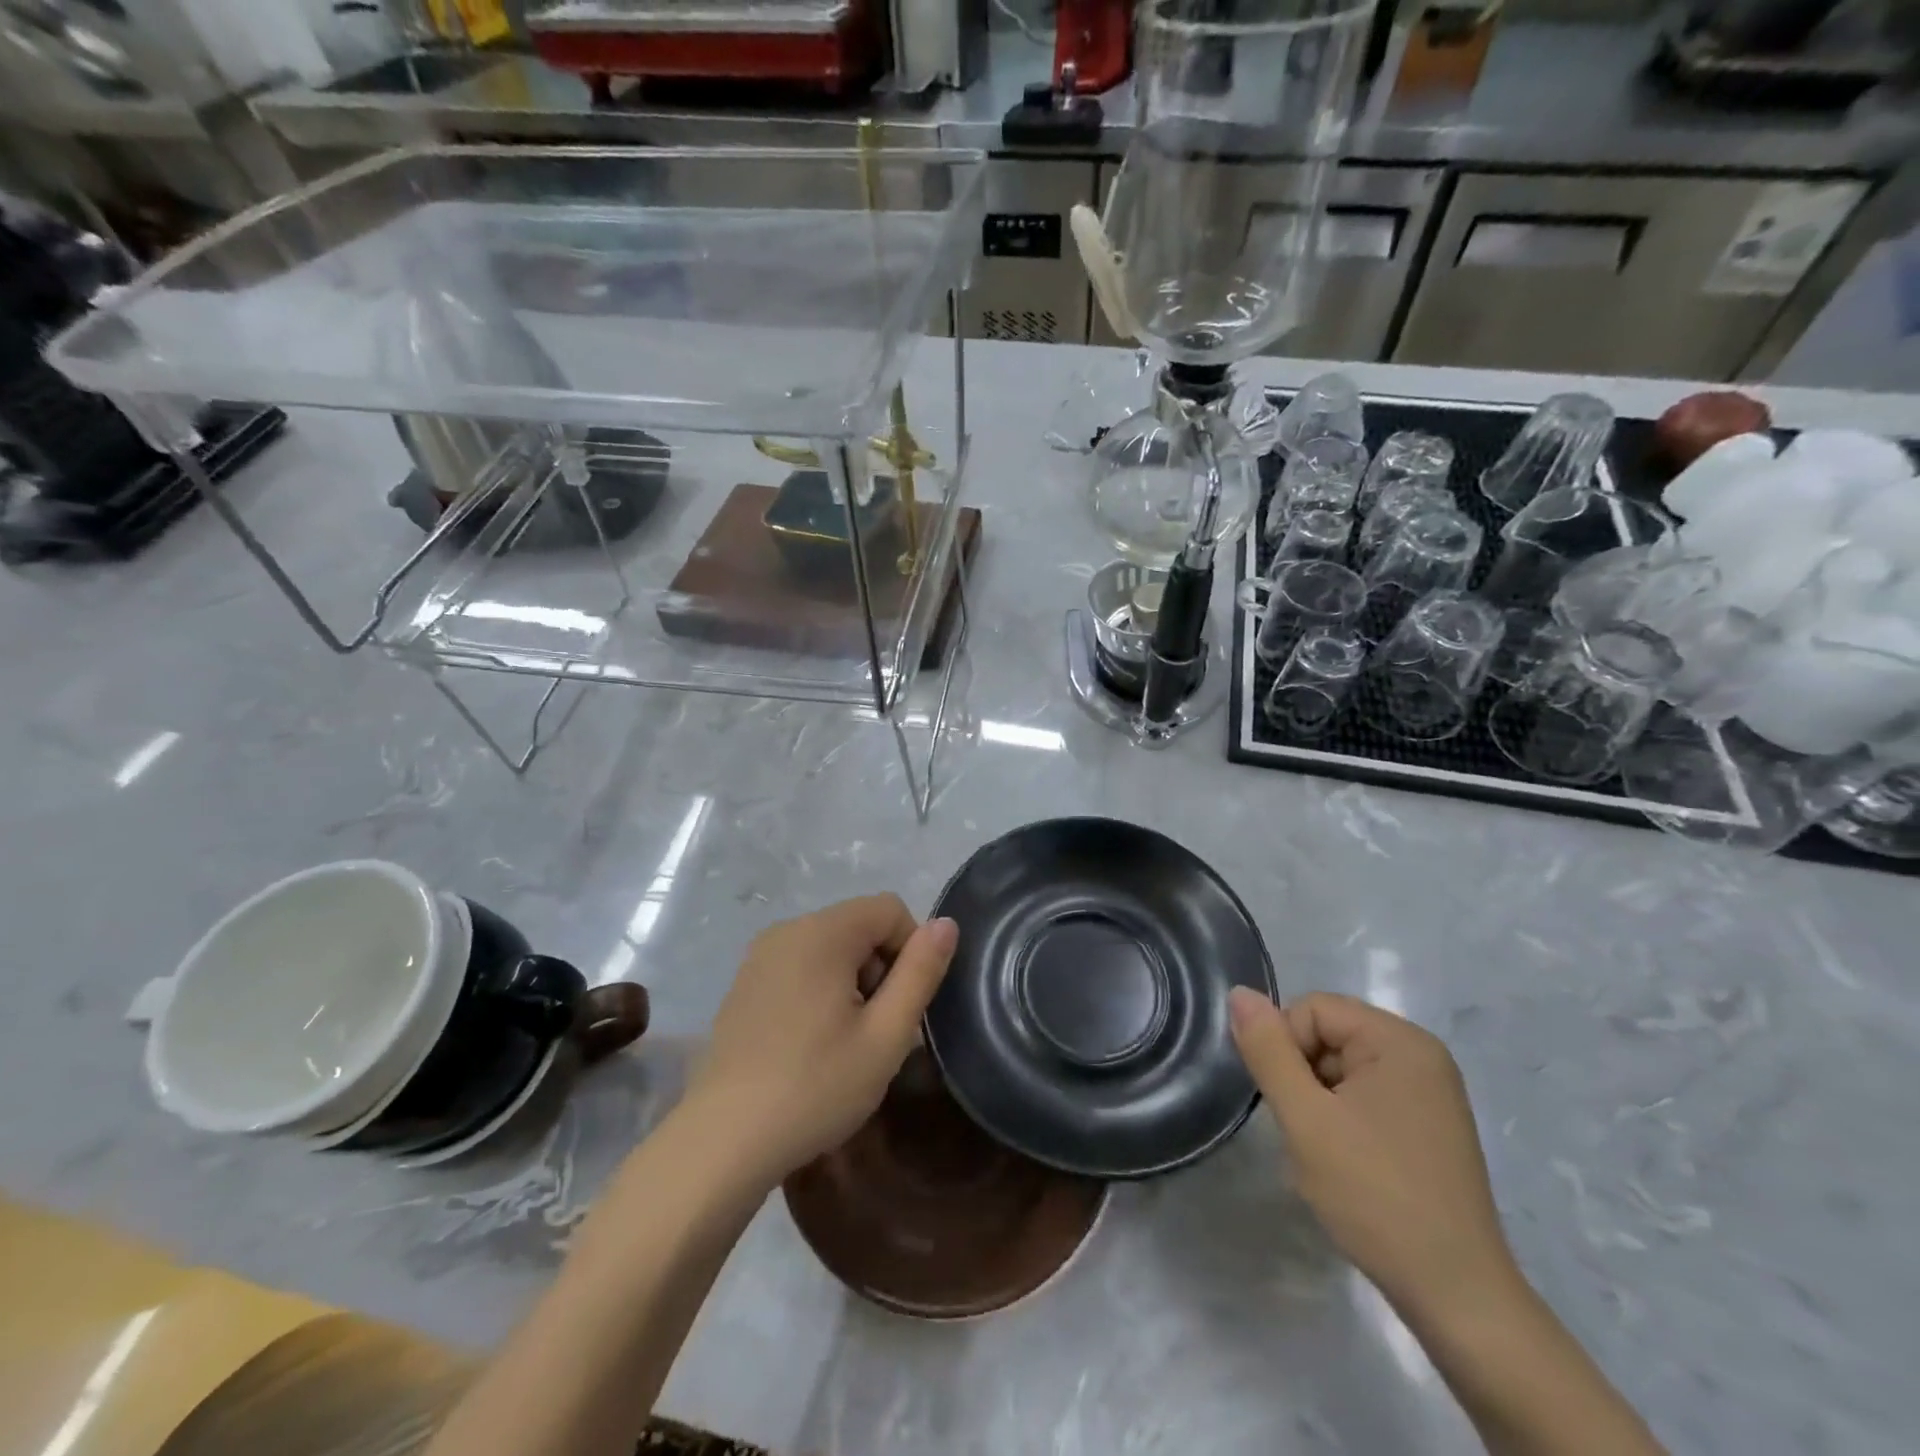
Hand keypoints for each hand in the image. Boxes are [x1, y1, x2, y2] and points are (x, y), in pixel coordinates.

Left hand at [685, 895, 957, 1188]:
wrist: (723, 1142)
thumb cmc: (815, 1087)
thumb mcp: (886, 1036)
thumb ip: (920, 973)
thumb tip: (946, 923)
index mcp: (822, 932)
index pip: (890, 909)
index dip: (911, 951)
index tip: (903, 1007)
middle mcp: (787, 930)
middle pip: (859, 926)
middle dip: (880, 969)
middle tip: (876, 1032)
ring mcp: (760, 957)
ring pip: (831, 948)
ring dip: (852, 983)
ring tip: (846, 1043)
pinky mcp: (744, 984)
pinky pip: (801, 967)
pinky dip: (820, 991)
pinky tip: (812, 1045)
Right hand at [1229, 988, 1518, 1324]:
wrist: (1456, 1298)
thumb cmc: (1376, 1196)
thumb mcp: (1306, 1118)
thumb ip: (1268, 1050)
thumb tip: (1238, 994)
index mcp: (1400, 1041)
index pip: (1312, 1009)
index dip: (1285, 1048)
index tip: (1288, 1103)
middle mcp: (1421, 1056)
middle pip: (1328, 1035)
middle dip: (1302, 1076)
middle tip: (1306, 1131)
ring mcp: (1430, 1093)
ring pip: (1342, 1069)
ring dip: (1318, 1102)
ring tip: (1325, 1153)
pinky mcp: (1429, 1127)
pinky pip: (1365, 1097)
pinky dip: (1341, 1120)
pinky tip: (1346, 1164)